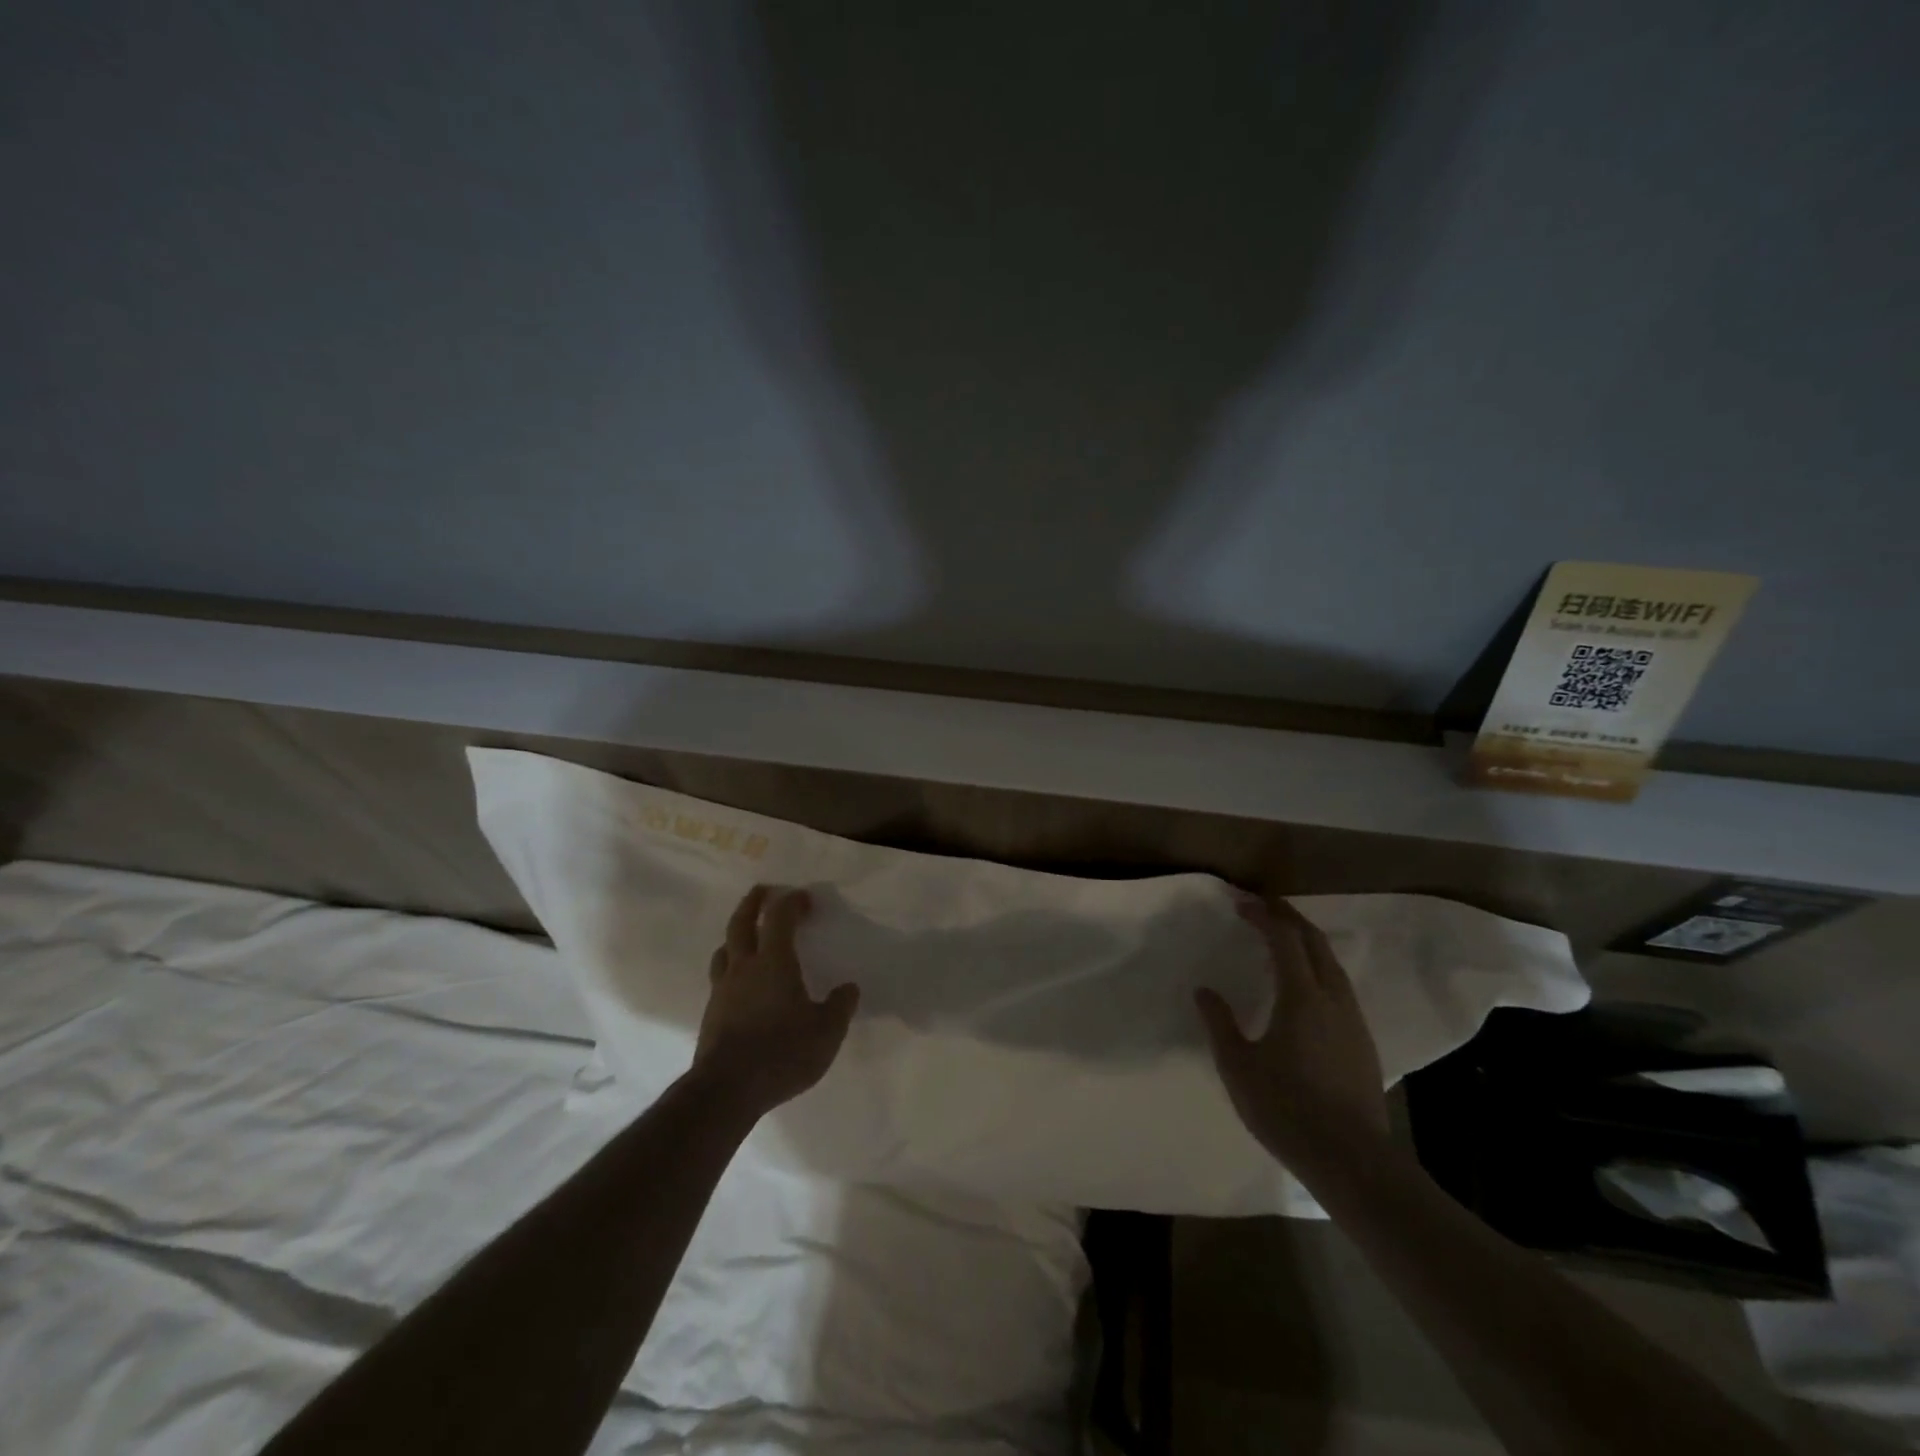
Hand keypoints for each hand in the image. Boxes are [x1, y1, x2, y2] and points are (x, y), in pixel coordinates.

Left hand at [691, 885, 859, 1119]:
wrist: (726, 1090)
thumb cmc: (782, 1053)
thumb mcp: (826, 1032)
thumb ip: (840, 1007)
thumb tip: (849, 988)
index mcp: (773, 962)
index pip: (779, 917)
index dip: (792, 902)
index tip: (804, 899)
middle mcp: (744, 968)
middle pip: (741, 923)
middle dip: (753, 903)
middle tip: (763, 891)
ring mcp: (722, 990)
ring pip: (724, 950)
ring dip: (736, 935)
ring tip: (747, 937)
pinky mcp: (711, 1014)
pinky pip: (720, 978)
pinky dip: (731, 968)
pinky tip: (741, 984)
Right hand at [1195, 894, 1389, 1182]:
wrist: (1351, 1160)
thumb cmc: (1286, 1109)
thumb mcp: (1238, 1067)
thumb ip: (1220, 1024)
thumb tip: (1204, 992)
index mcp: (1301, 997)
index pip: (1284, 939)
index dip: (1263, 916)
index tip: (1241, 904)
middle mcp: (1333, 999)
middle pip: (1315, 943)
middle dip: (1289, 918)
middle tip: (1263, 906)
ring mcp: (1353, 1020)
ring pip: (1333, 964)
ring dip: (1307, 941)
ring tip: (1283, 937)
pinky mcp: (1363, 1042)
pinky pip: (1340, 986)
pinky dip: (1319, 967)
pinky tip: (1307, 985)